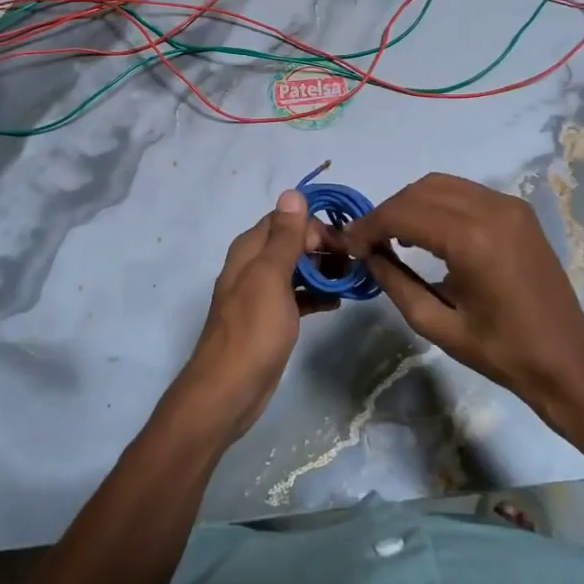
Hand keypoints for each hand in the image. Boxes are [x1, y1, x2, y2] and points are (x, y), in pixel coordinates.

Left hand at [170, 191, 334, 444]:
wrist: (228, 391)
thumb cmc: (252, 330)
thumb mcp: (271, 277)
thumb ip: (284, 237)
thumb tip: (292, 192)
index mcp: (250, 249)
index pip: (287, 219)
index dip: (315, 226)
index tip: (344, 245)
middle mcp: (253, 265)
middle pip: (293, 242)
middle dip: (323, 247)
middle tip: (354, 265)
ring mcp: (261, 293)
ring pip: (297, 268)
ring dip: (323, 270)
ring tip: (351, 282)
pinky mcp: (271, 318)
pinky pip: (298, 295)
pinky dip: (316, 294)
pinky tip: (337, 303)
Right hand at [344, 173, 583, 412]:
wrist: (567, 359)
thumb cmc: (500, 351)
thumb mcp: (436, 325)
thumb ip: (395, 282)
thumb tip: (367, 254)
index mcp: (471, 241)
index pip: (404, 213)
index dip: (369, 225)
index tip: (348, 244)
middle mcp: (491, 210)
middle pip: (420, 190)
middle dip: (387, 211)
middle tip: (367, 241)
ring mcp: (508, 205)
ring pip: (441, 184)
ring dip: (410, 204)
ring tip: (392, 235)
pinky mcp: (518, 209)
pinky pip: (464, 192)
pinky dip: (436, 203)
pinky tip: (427, 231)